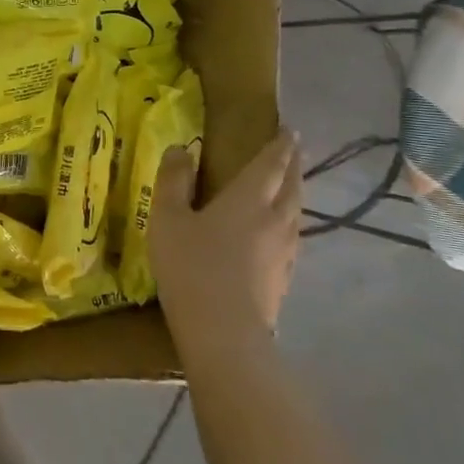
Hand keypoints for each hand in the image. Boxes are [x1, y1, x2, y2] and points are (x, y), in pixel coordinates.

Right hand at [148, 128, 301, 364]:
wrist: (224, 333)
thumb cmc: (191, 267)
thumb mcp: (167, 218)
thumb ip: (173, 181)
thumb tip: (182, 148)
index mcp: (249, 199)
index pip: (271, 164)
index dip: (281, 145)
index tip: (291, 130)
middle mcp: (275, 220)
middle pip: (291, 186)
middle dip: (293, 166)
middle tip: (293, 151)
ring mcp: (284, 252)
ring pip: (295, 213)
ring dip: (294, 194)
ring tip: (288, 187)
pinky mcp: (282, 278)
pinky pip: (290, 238)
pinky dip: (287, 223)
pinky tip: (277, 234)